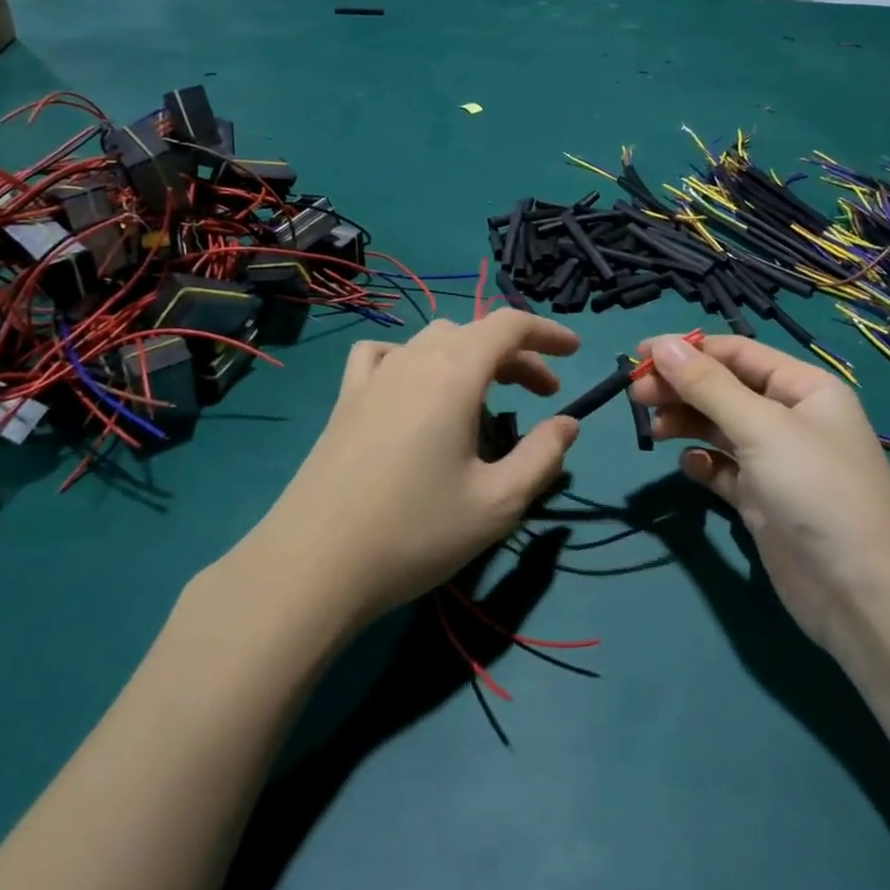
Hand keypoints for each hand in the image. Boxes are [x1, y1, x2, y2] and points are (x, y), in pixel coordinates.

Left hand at [249, 311, 580, 626]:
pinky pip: (384, 355)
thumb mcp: (497, 502)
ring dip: (470, 357)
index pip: (509, 326)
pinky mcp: (345, 400)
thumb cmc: (416, 531)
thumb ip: (543, 456)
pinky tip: (413, 387)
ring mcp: (373, 376)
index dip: (547, 333)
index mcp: (454, 373)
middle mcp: (413, 359)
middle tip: (543, 395)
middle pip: (474, 333)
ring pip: (433, 341)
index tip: (574, 354)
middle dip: (517, 355)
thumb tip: (567, 424)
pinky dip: (413, 359)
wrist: (315, 563)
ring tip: (486, 397)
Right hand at [628, 334, 889, 650]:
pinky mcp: (763, 501)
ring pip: (720, 428)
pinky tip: (689, 466)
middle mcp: (791, 419)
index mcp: (805, 388)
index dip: (688, 350)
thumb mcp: (761, 428)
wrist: (861, 595)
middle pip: (724, 389)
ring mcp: (778, 462)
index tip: (639, 355)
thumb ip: (708, 386)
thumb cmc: (817, 491)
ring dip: (686, 422)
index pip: (738, 353)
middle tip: (635, 395)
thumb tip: (663, 345)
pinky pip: (724, 468)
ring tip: (654, 430)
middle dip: (681, 387)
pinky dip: (703, 463)